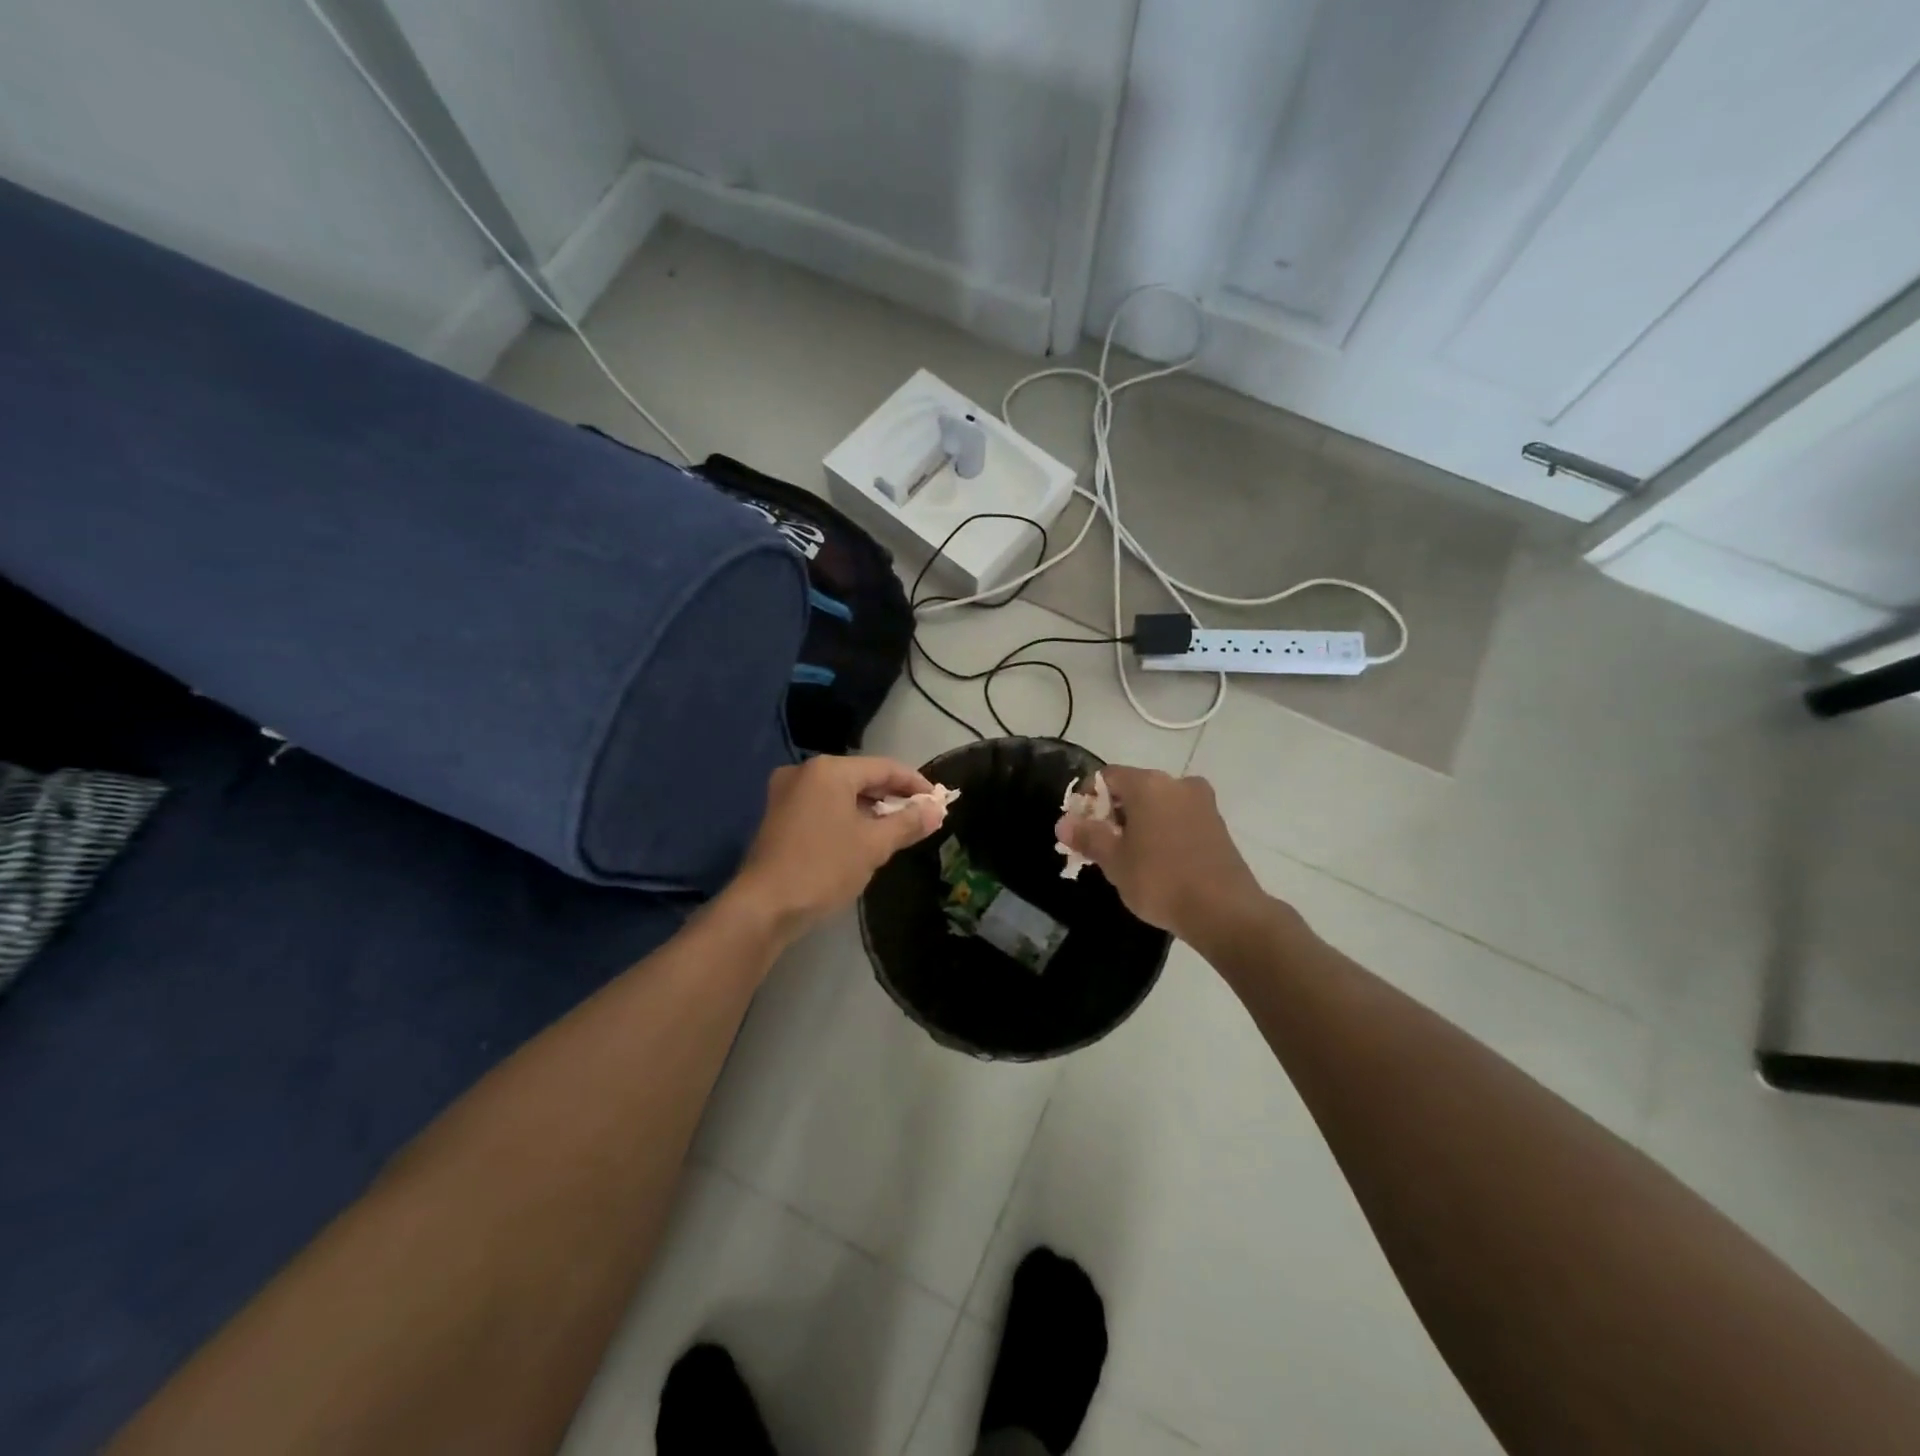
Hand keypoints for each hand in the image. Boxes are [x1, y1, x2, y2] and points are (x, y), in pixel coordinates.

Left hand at [727, 755, 945, 944]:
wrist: (764, 907)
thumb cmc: (823, 868)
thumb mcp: (874, 845)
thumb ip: (908, 823)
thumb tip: (936, 810)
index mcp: (829, 770)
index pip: (884, 768)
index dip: (915, 783)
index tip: (938, 801)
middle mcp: (805, 772)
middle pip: (861, 777)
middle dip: (893, 797)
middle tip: (921, 816)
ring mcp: (786, 793)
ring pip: (841, 793)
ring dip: (870, 809)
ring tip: (897, 829)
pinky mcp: (778, 816)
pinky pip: (823, 807)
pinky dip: (847, 817)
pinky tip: (863, 837)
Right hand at [1055, 766, 1270, 944]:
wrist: (1225, 911)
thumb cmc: (1160, 880)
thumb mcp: (1114, 861)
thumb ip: (1088, 837)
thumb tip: (1063, 823)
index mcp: (1148, 784)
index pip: (1107, 777)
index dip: (1087, 799)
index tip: (1080, 827)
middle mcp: (1177, 784)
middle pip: (1134, 788)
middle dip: (1113, 813)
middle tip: (1101, 845)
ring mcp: (1202, 803)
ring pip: (1158, 804)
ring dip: (1139, 823)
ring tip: (1128, 857)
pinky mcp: (1217, 825)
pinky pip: (1179, 818)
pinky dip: (1163, 831)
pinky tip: (1157, 861)